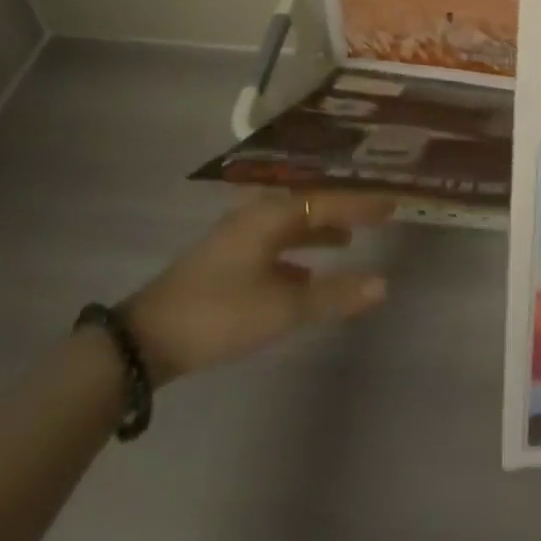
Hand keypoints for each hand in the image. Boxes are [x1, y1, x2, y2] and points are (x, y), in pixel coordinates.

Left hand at [122, 191, 392, 384]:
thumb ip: (333, 295)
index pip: (327, 202)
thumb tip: (383, 284)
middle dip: (342, 211)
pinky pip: (276, 245)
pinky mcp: (227, 261)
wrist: (147, 338)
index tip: (393, 202)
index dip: (361, 204)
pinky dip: (298, 253)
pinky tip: (306, 272)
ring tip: (349, 240)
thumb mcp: (282, 307)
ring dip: (319, 231)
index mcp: (271, 215)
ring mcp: (239, 238)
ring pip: (291, 226)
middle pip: (309, 207)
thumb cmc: (220, 313)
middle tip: (377, 215)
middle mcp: (256, 216)